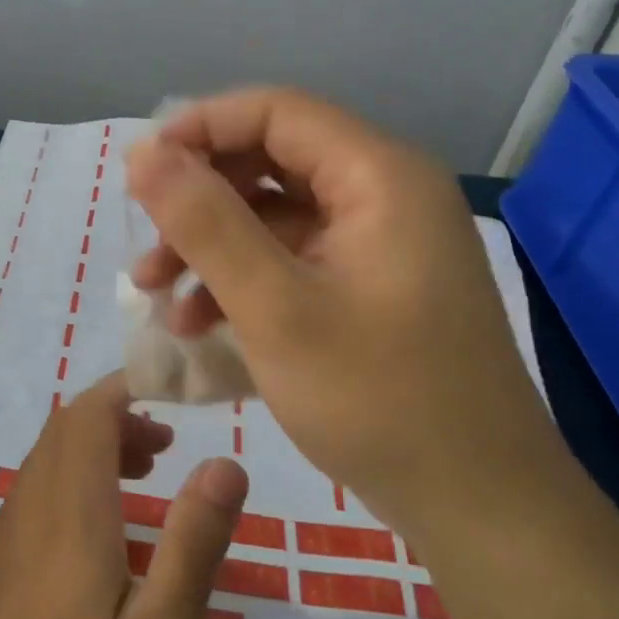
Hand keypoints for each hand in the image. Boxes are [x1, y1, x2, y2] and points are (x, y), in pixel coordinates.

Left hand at [0, 373, 248, 618]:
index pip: (91, 411)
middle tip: (166, 449)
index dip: (127, 389)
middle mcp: (31, 503)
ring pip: (47, 458)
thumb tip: (226, 462)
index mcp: (70, 505)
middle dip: (117, 419)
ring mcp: (5, 532)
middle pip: (67, 428)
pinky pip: (34, 492)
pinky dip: (71, 481)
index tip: (170, 394)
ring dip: (94, 450)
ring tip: (143, 481)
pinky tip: (98, 537)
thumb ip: (194, 541)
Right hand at [123, 87, 546, 533]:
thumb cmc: (379, 400)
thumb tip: (142, 152)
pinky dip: (242, 280)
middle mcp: (384, 194)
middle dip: (199, 199)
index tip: (139, 172)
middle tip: (146, 245)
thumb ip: (205, 223)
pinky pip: (293, 258)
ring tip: (158, 295)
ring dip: (211, 246)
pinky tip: (199, 325)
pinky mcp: (370, 286)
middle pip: (270, 161)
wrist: (479, 506)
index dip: (199, 129)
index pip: (275, 112)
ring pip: (274, 214)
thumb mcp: (275, 308)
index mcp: (378, 176)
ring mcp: (379, 243)